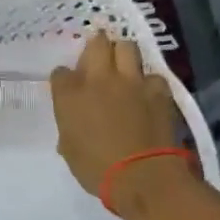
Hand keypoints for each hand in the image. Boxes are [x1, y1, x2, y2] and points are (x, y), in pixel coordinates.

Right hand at [49, 30, 186, 201]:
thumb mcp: (69, 148)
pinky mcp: (158, 89)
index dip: (64, 79)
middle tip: (97, 57)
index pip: (60, 72)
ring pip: (127, 47)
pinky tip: (147, 93)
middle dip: (95, 46)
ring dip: (122, 53)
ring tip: (123, 66)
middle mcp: (98, 79)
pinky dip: (148, 82)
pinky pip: (152, 75)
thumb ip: (69, 127)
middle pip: (96, 43)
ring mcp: (131, 81)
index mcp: (70, 95)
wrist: (142, 176)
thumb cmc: (96, 168)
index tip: (68, 88)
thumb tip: (74, 125)